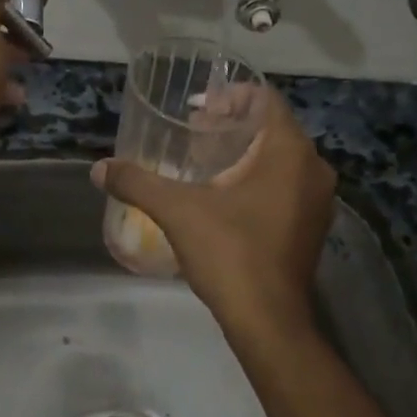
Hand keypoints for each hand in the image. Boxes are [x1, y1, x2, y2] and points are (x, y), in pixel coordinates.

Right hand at [92, 88, 334, 335]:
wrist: (268, 321)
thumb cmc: (230, 253)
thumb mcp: (177, 211)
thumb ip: (138, 183)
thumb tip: (98, 169)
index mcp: (289, 151)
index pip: (265, 99)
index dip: (229, 95)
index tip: (196, 108)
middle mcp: (312, 168)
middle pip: (272, 126)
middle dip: (232, 123)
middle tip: (193, 130)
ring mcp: (317, 200)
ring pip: (280, 157)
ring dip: (244, 151)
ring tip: (203, 160)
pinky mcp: (312, 225)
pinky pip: (286, 183)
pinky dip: (258, 177)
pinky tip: (224, 194)